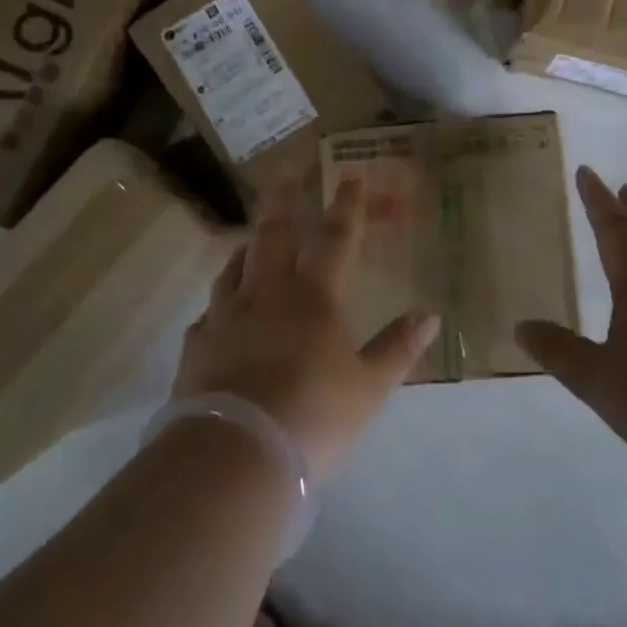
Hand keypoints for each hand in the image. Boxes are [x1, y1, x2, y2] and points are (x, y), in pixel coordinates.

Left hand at [174, 174, 438, 485]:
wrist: (234, 457)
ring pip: (234, 268)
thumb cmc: (313, 417)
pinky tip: (219, 313)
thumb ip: (397, 349)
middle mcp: (266, 295)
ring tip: (250, 238)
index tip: (351, 174)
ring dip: (247, 247)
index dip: (347, 205)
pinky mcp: (197, 349)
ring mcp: (226, 319)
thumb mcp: (369, 388)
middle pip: (273, 235)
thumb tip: (429, 316)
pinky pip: (209, 314)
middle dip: (283, 199)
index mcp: (313, 297)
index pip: (335, 238)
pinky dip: (220, 304)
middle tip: (284, 169)